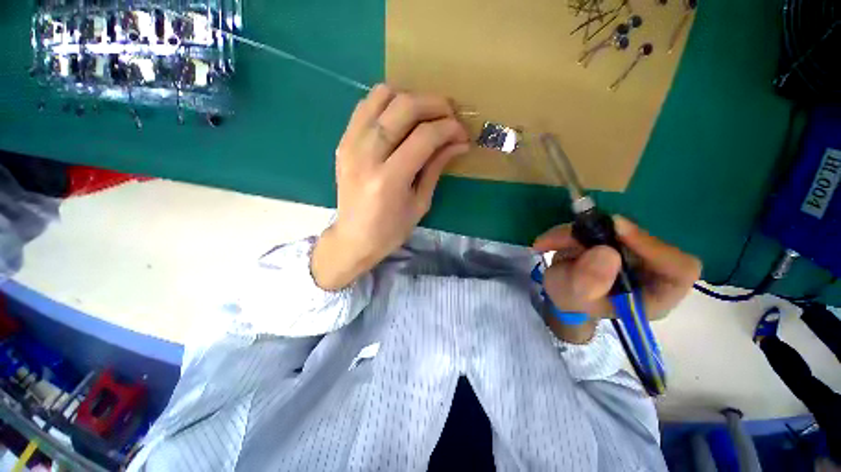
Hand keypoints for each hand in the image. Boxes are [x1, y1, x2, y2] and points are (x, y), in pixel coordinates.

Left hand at [311, 84, 469, 289]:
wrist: (353, 238)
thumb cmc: (391, 230)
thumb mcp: (420, 204)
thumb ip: (436, 168)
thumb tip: (458, 143)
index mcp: (389, 180)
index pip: (424, 137)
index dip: (449, 128)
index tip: (462, 132)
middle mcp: (366, 155)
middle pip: (403, 107)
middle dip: (434, 104)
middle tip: (450, 115)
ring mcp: (350, 145)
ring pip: (381, 96)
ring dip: (410, 98)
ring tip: (425, 115)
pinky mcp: (343, 142)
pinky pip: (365, 106)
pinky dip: (387, 103)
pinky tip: (400, 119)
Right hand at [532, 216, 700, 343]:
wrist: (562, 294)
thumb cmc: (573, 304)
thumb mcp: (574, 299)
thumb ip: (587, 283)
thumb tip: (605, 252)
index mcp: (655, 294)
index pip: (678, 268)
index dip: (653, 246)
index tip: (617, 230)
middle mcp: (651, 268)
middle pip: (640, 240)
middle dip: (599, 236)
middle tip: (567, 235)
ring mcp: (632, 250)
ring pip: (613, 229)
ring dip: (576, 232)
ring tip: (546, 243)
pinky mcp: (613, 237)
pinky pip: (595, 226)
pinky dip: (569, 231)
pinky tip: (547, 242)